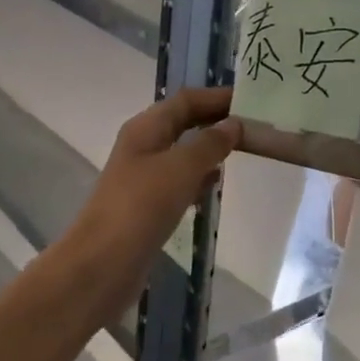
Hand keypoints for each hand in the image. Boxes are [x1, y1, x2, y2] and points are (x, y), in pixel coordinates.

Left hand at [63, 88, 242, 317]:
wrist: (104, 263)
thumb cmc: (142, 206)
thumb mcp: (181, 168)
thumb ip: (210, 144)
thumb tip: (233, 124)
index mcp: (146, 127)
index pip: (186, 100)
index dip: (217, 97)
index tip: (252, 100)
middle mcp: (143, 146)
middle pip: (184, 123)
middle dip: (216, 122)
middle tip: (255, 125)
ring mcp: (144, 176)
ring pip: (182, 152)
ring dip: (209, 149)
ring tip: (244, 151)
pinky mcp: (148, 205)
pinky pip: (179, 180)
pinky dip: (199, 177)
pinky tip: (216, 185)